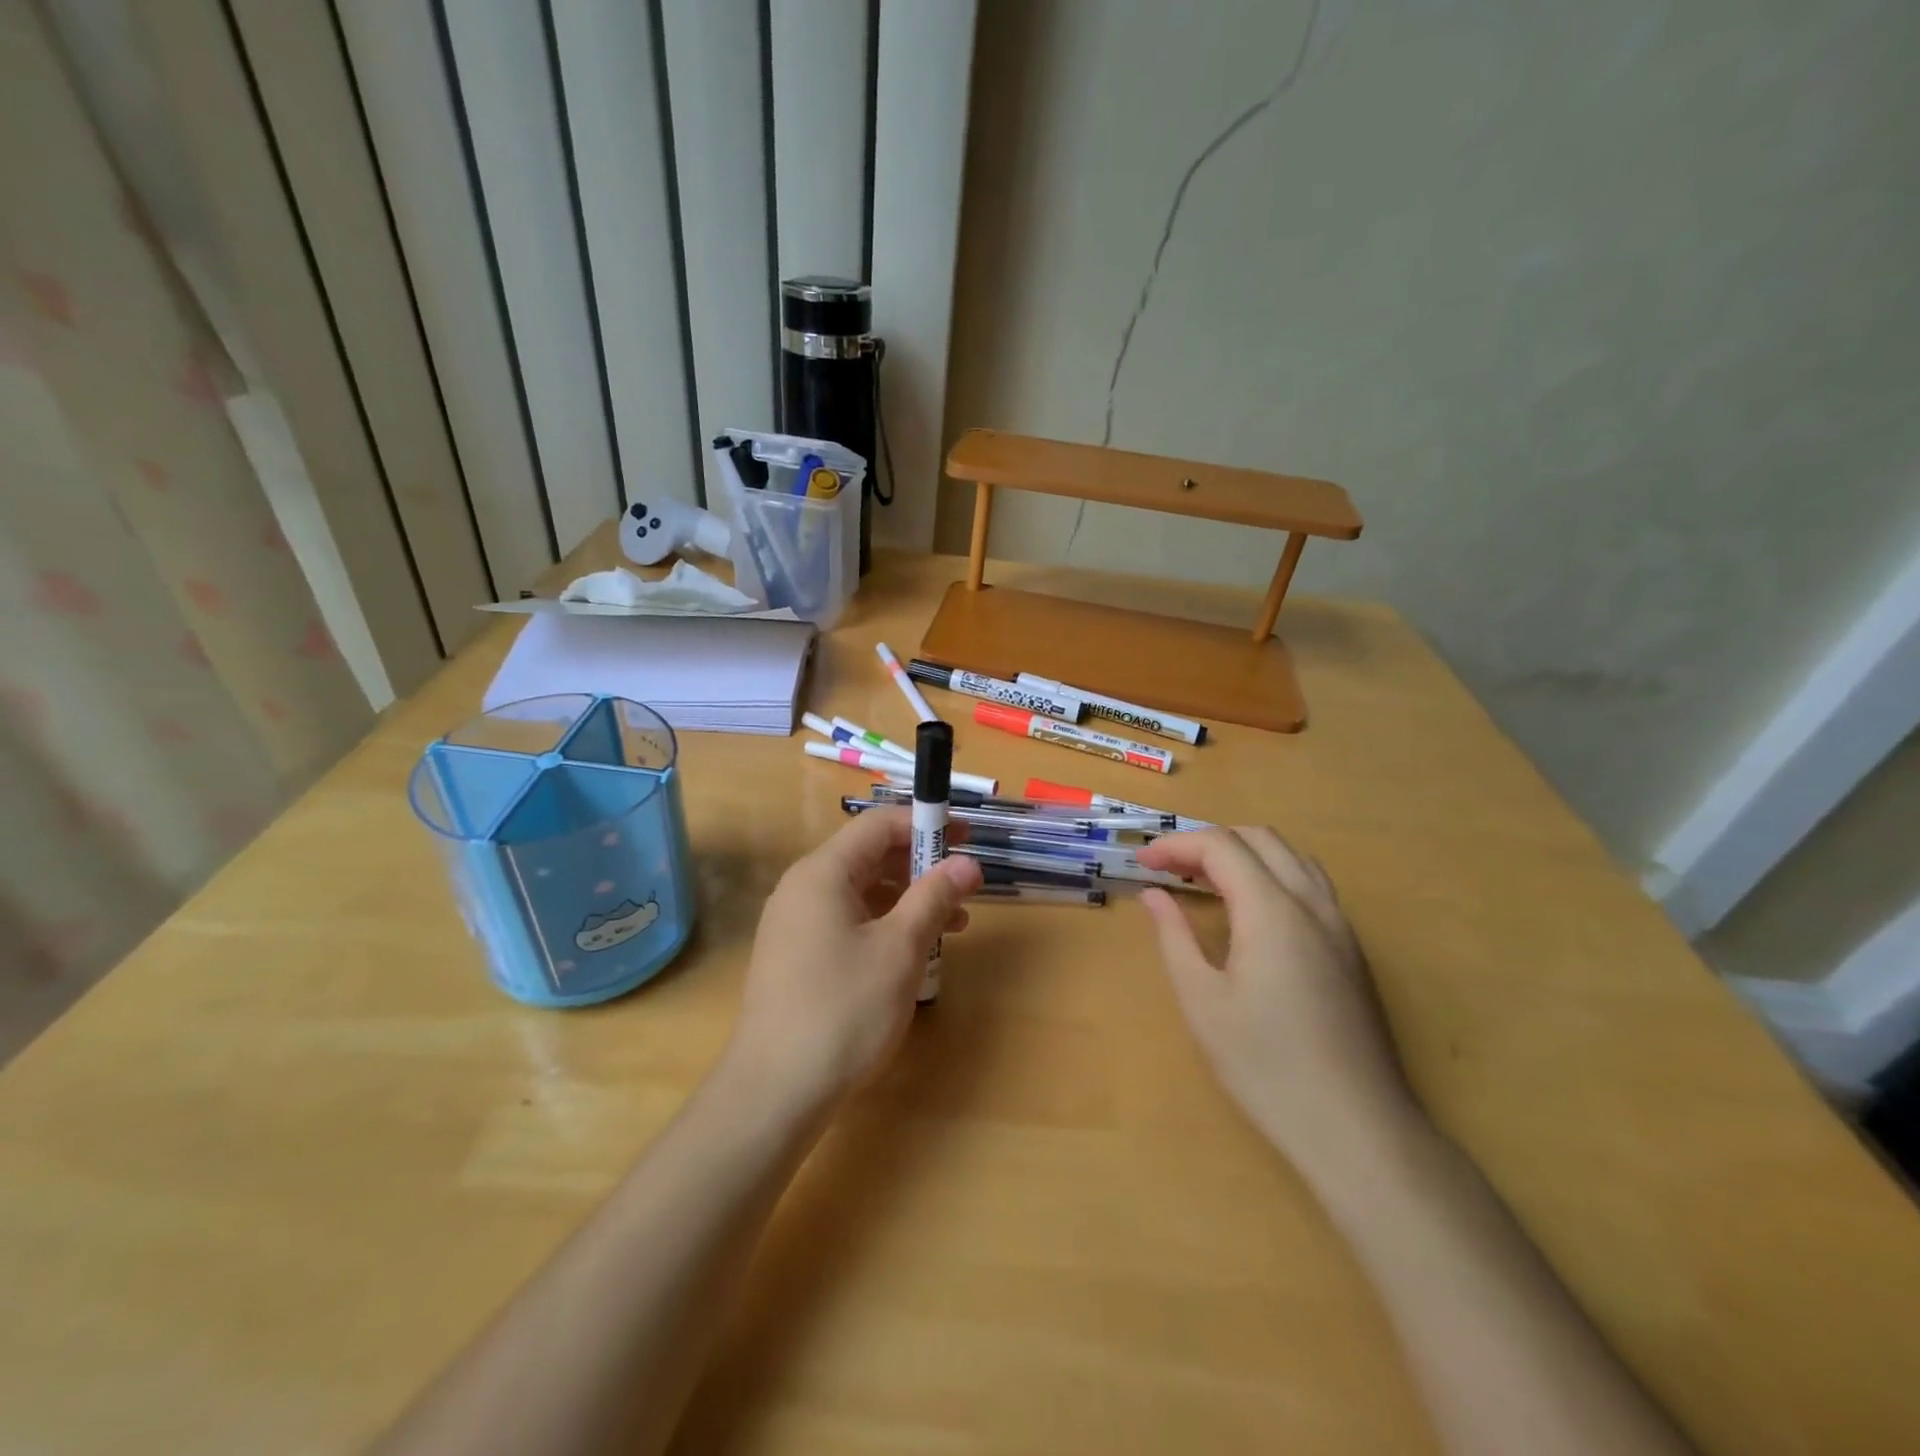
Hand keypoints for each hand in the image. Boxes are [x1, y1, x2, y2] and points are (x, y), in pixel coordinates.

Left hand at [726, 810, 982, 1108]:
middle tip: (966, 885)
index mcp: (822, 873)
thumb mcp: (900, 949)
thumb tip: (967, 862)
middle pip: (869, 856)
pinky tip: (914, 951)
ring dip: (908, 899)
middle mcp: (802, 888)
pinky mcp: (796, 956)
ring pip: (861, 893)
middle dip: (921, 865)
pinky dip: (885, 925)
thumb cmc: (843, 1010)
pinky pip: (848, 921)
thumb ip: (934, 897)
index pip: (879, 825)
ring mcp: (795, 924)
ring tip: (954, 924)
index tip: (967, 838)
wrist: (773, 1092)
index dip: (926, 824)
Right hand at [1134, 827, 1419, 1178]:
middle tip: (1169, 869)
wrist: (1357, 1129)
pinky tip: (1249, 913)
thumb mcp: (1203, 1002)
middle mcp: (1312, 904)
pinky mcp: (1352, 950)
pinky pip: (1310, 884)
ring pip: (1290, 856)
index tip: (1140, 863)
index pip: (1221, 845)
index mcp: (1273, 911)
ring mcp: (1340, 926)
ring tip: (1205, 881)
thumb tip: (1153, 894)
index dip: (1176, 845)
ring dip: (1243, 853)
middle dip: (1208, 841)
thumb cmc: (1267, 1066)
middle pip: (1259, 838)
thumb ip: (1174, 937)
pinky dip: (1271, 874)